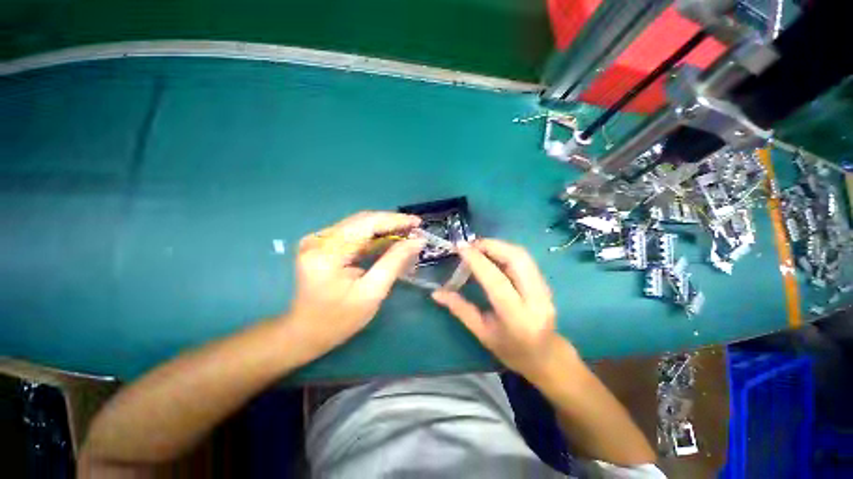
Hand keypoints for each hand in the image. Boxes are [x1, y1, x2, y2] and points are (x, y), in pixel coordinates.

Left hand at [286, 211, 423, 357]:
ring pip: (359, 225)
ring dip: (384, 228)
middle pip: (362, 220)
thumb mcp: (372, 293)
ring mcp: (318, 240)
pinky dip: (374, 236)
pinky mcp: (322, 244)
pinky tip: (389, 240)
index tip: (418, 222)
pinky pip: (353, 233)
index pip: (366, 224)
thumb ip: (394, 262)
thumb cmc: (339, 320)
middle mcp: (319, 239)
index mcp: (327, 253)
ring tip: (407, 234)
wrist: (305, 332)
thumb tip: (416, 241)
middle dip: (391, 223)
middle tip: (415, 229)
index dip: (395, 220)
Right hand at [432, 239, 561, 374]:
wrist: (546, 358)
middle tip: (470, 245)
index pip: (496, 281)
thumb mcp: (482, 333)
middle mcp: (536, 300)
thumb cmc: (511, 351)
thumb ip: (460, 309)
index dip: (477, 260)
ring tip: (479, 247)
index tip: (461, 247)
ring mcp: (545, 290)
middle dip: (491, 245)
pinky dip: (506, 251)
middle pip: (516, 259)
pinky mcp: (546, 283)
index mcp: (517, 317)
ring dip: (499, 245)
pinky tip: (493, 254)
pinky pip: (525, 259)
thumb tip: (436, 293)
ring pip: (523, 256)